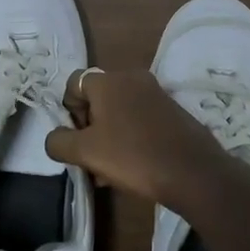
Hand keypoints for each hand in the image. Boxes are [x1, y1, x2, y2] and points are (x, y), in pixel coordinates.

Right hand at [45, 68, 224, 208]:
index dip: (68, 111)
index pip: (73, 83)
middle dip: (89, 127)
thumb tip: (55, 137)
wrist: (194, 172)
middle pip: (97, 97)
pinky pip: (140, 117)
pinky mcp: (172, 109)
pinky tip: (134, 166)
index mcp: (107, 80)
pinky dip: (131, 136)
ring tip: (111, 170)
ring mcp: (155, 92)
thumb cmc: (134, 156)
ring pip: (119, 110)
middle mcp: (131, 77)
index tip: (77, 139)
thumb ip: (59, 142)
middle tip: (93, 158)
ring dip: (109, 135)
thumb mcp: (86, 153)